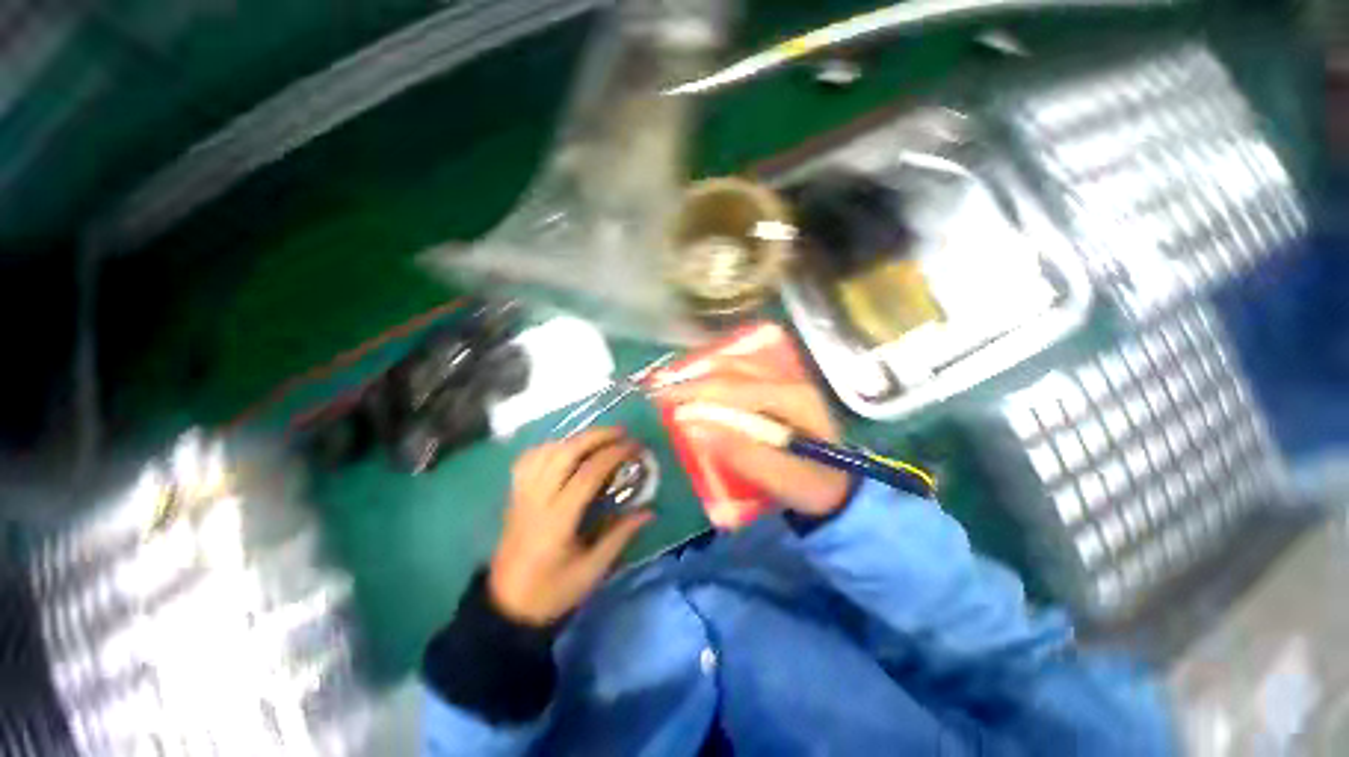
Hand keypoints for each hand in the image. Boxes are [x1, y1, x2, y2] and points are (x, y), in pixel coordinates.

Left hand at [489, 428, 651, 626]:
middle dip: (595, 436)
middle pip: (564, 453)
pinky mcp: (514, 496)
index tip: (634, 446)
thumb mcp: (591, 571)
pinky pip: (528, 460)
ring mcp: (521, 495)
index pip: (587, 474)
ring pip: (545, 451)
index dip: (613, 454)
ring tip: (597, 438)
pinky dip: (549, 447)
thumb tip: (649, 512)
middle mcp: (537, 499)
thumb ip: (620, 537)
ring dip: (574, 438)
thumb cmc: (552, 591)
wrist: (505, 607)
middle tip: (620, 432)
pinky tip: (564, 449)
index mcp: (557, 519)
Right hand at [661, 364, 851, 516]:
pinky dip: (717, 375)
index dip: (695, 391)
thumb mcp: (779, 477)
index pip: (734, 387)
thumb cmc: (811, 485)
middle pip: (734, 367)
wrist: (839, 487)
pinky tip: (701, 382)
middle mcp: (790, 380)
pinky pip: (743, 372)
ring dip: (704, 370)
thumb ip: (739, 452)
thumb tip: (694, 426)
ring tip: (675, 382)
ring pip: (738, 364)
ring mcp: (787, 381)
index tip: (663, 399)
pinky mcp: (780, 388)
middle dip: (695, 376)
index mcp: (793, 398)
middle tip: (662, 388)